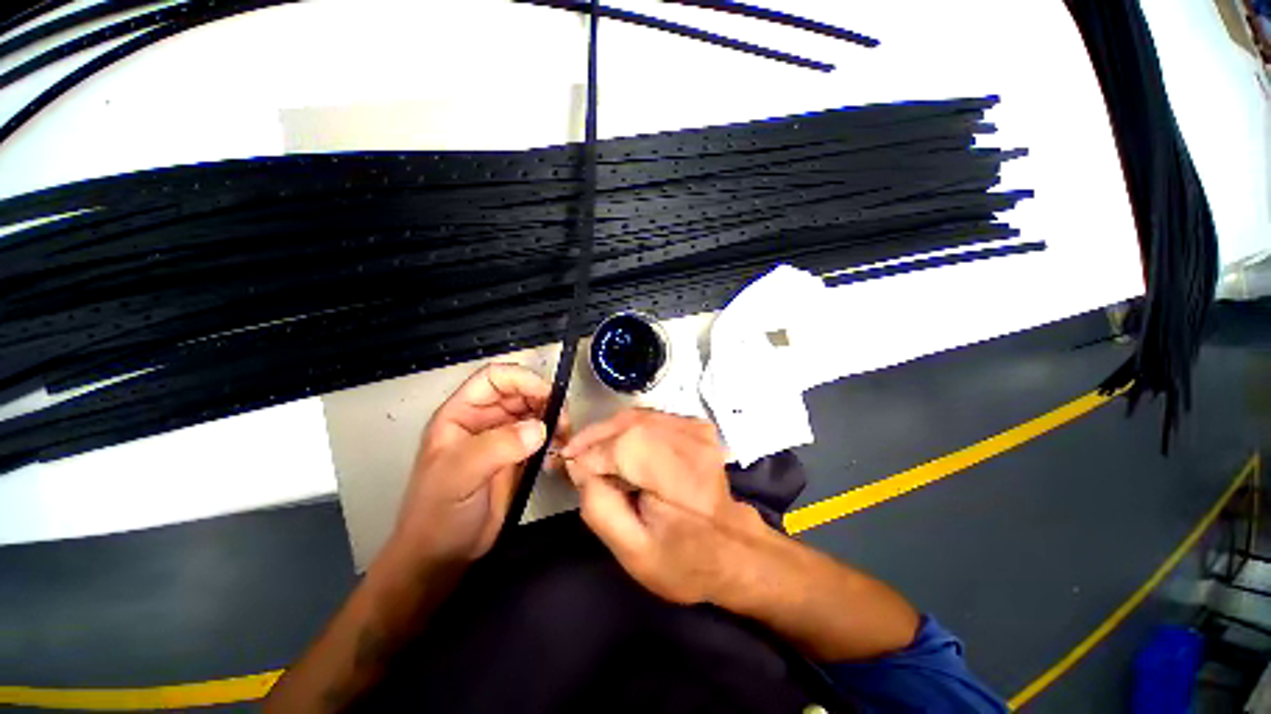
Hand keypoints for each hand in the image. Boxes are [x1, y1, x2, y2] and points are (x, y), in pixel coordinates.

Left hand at [389, 364, 564, 570]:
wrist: (443, 556)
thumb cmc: (439, 512)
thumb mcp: (460, 476)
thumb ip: (497, 447)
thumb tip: (539, 429)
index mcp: (461, 414)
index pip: (494, 378)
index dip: (521, 379)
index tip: (548, 395)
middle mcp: (483, 420)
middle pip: (519, 392)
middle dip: (544, 399)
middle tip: (563, 420)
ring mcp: (501, 438)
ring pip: (533, 412)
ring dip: (552, 417)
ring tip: (564, 434)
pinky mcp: (517, 456)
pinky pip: (540, 435)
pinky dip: (554, 435)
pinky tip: (560, 446)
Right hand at [561, 409, 766, 603]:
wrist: (733, 550)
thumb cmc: (684, 560)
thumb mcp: (633, 552)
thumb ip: (599, 508)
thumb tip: (580, 468)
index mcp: (680, 477)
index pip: (623, 447)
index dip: (590, 453)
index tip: (563, 466)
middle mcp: (692, 442)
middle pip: (629, 423)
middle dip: (594, 437)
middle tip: (571, 455)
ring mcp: (697, 429)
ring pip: (638, 416)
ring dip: (608, 431)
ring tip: (590, 453)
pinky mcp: (696, 426)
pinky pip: (651, 418)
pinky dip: (628, 428)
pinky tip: (618, 447)